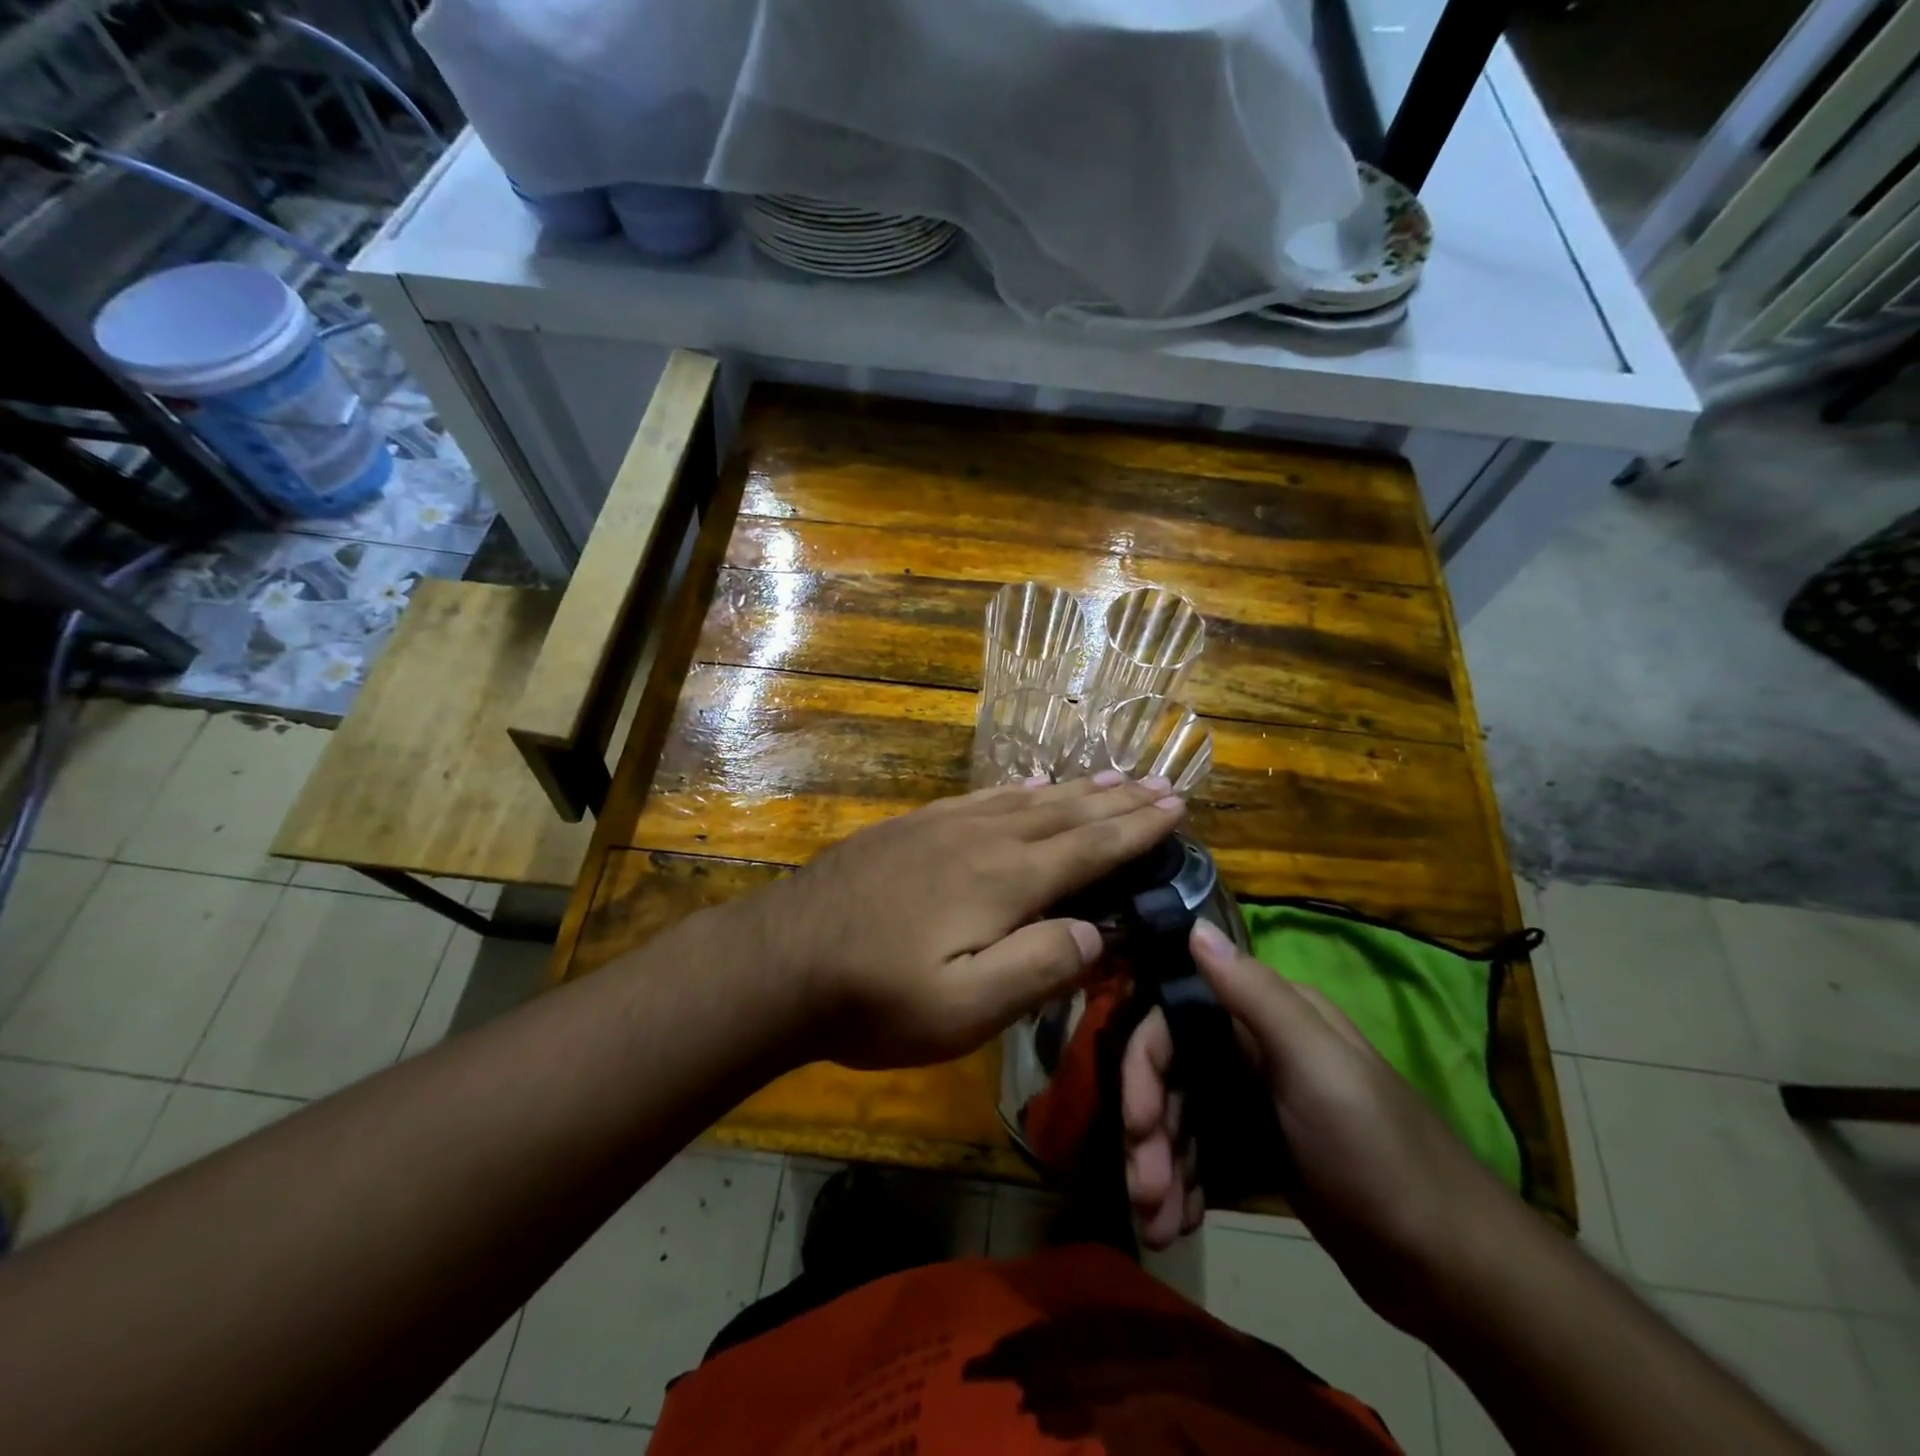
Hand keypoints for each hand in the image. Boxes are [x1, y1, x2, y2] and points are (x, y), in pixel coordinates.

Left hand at [754, 773, 1184, 1069]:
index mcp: (1004, 880)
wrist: (780, 960)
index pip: (1088, 848)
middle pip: (1064, 813)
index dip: (1136, 829)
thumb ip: (1037, 968)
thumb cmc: (875, 998)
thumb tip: (1096, 932)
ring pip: (1025, 800)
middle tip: (1159, 784)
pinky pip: (981, 797)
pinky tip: (1027, 785)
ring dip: (1074, 790)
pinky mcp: (910, 827)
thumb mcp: (964, 1010)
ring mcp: (941, 826)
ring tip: (1110, 777)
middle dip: (1116, 801)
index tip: (1176, 807)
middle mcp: (981, 839)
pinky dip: (1016, 789)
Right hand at [1123, 919, 1522, 1332]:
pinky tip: (1177, 1221)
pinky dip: (1183, 1184)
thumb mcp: (1316, 1066)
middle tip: (1143, 1192)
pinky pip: (1201, 1153)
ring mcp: (1256, 1101)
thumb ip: (1254, 994)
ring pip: (1182, 1118)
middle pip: (1172, 1075)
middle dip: (1150, 1131)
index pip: (1175, 1021)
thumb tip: (1194, 925)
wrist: (1453, 1268)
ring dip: (1161, 1166)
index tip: (1138, 1124)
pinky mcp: (1262, 1149)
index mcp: (1267, 1016)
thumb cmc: (1379, 1153)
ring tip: (1157, 1223)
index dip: (1145, 1068)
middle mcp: (1254, 1047)